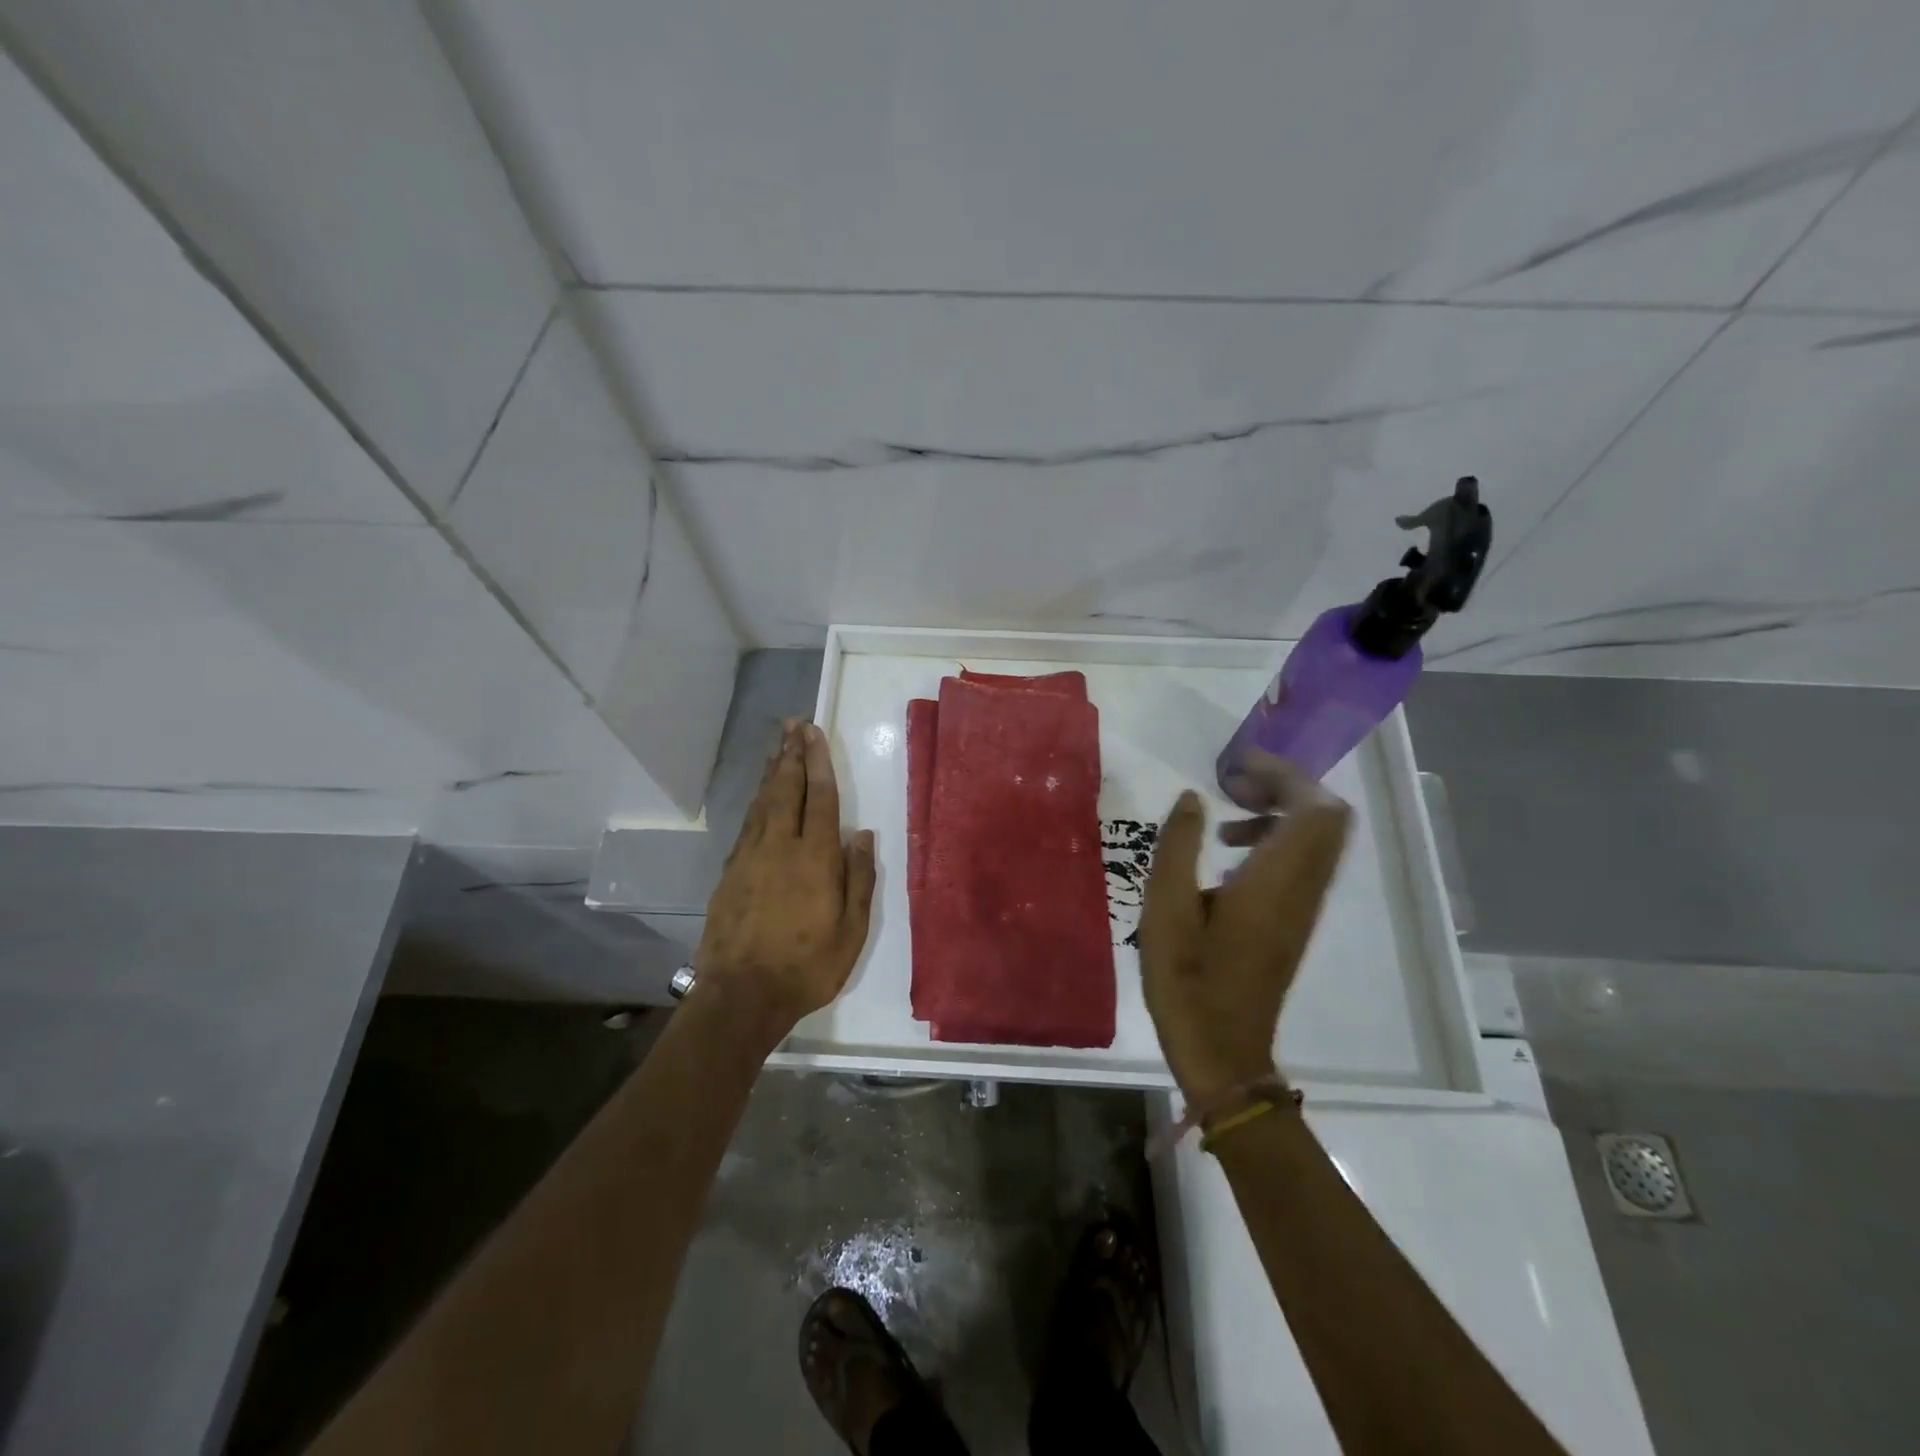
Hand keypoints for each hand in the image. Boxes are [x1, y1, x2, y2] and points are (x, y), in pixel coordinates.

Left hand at [695, 719, 876, 1036]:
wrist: (741, 996)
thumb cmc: (807, 967)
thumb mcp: (851, 931)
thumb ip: (858, 879)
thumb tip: (861, 835)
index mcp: (814, 859)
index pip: (819, 798)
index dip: (818, 762)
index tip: (814, 733)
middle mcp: (779, 848)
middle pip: (786, 790)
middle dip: (791, 755)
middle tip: (793, 725)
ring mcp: (749, 858)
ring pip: (762, 803)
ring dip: (771, 772)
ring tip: (777, 747)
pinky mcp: (730, 873)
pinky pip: (747, 825)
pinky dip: (756, 801)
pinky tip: (760, 795)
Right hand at [1137, 755, 1350, 1105]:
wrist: (1223, 1052)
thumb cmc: (1187, 981)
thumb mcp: (1165, 910)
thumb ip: (1177, 847)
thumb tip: (1191, 799)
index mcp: (1275, 881)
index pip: (1313, 808)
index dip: (1283, 774)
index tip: (1236, 767)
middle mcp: (1302, 888)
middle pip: (1327, 817)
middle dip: (1285, 786)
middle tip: (1233, 786)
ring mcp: (1304, 907)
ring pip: (1319, 838)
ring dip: (1281, 812)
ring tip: (1225, 820)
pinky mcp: (1295, 921)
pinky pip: (1304, 861)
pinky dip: (1277, 839)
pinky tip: (1229, 857)